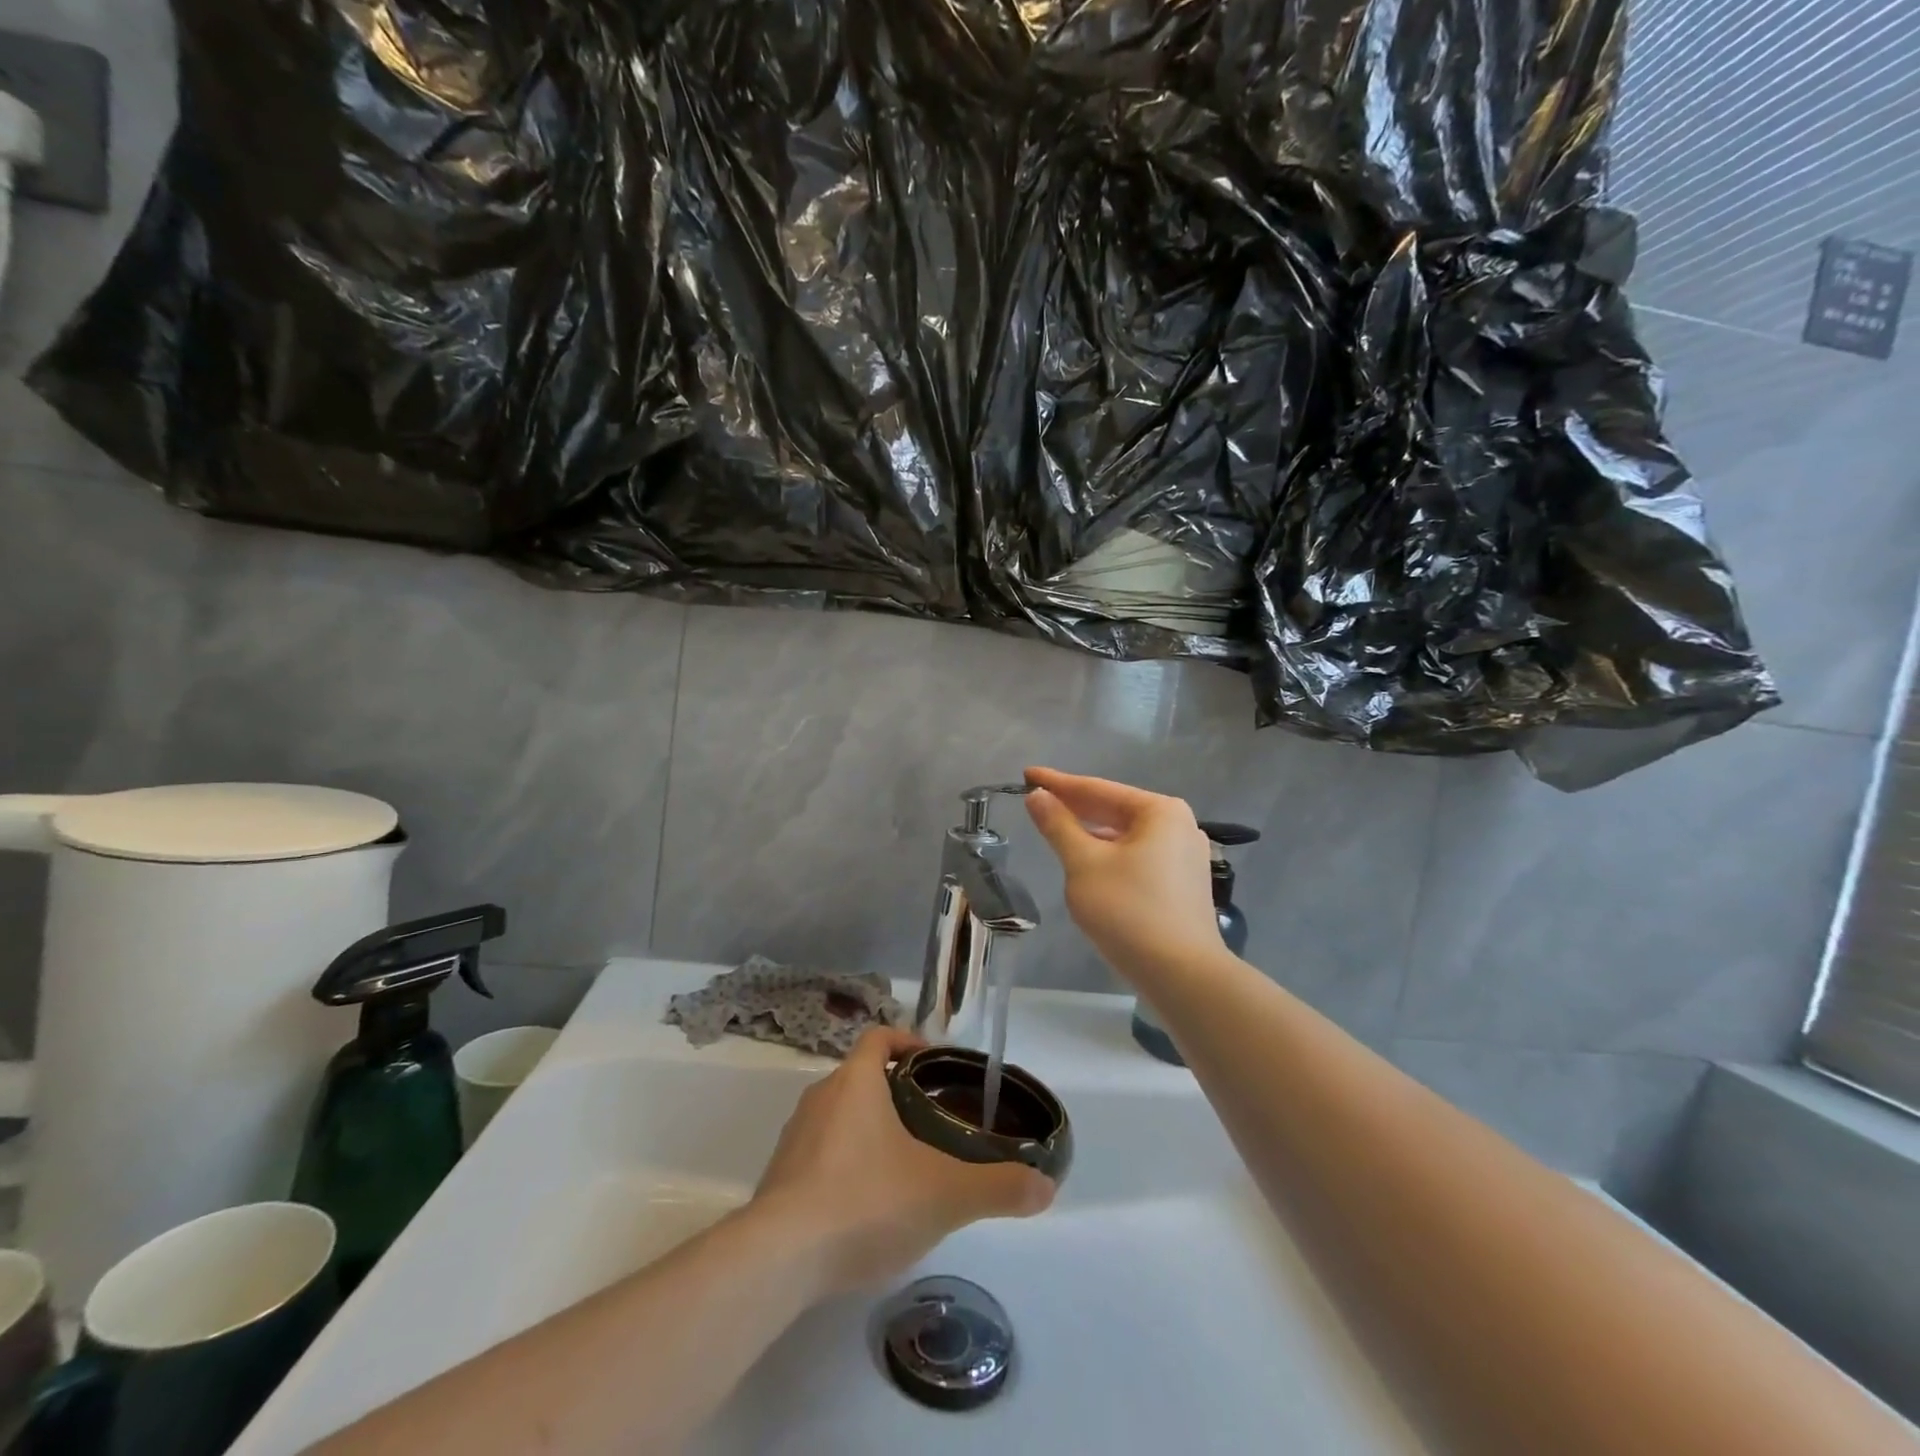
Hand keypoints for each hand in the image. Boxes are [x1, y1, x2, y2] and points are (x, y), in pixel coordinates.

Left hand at [752, 1027, 1054, 1296]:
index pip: (879, 1037)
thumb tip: (1046, 1186)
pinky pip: (818, 1154)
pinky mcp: (778, 1178)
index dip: (906, 1041)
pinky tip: (864, 1205)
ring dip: (868, 1129)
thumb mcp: (944, 1194)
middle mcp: (820, 1097)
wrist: (779, 1259)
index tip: (931, 1062)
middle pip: (860, 1077)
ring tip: (902, 1164)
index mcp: (856, 1082)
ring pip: (838, 1116)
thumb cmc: (866, 1201)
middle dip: (894, 1092)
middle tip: (929, 1120)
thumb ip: (997, 1187)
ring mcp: (793, 1137)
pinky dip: (843, 1164)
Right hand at [1023, 766, 1222, 985]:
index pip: (1097, 789)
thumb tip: (1038, 796)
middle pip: (1115, 809)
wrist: (1181, 975)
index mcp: (1159, 811)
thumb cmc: (1129, 911)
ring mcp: (1186, 855)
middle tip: (1037, 798)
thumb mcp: (1083, 864)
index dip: (1058, 783)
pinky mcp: (1184, 883)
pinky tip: (1090, 860)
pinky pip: (1139, 856)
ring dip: (1092, 831)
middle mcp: (1179, 825)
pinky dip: (1111, 853)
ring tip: (1058, 827)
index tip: (1027, 775)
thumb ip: (1058, 826)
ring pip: (1126, 835)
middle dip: (1075, 806)